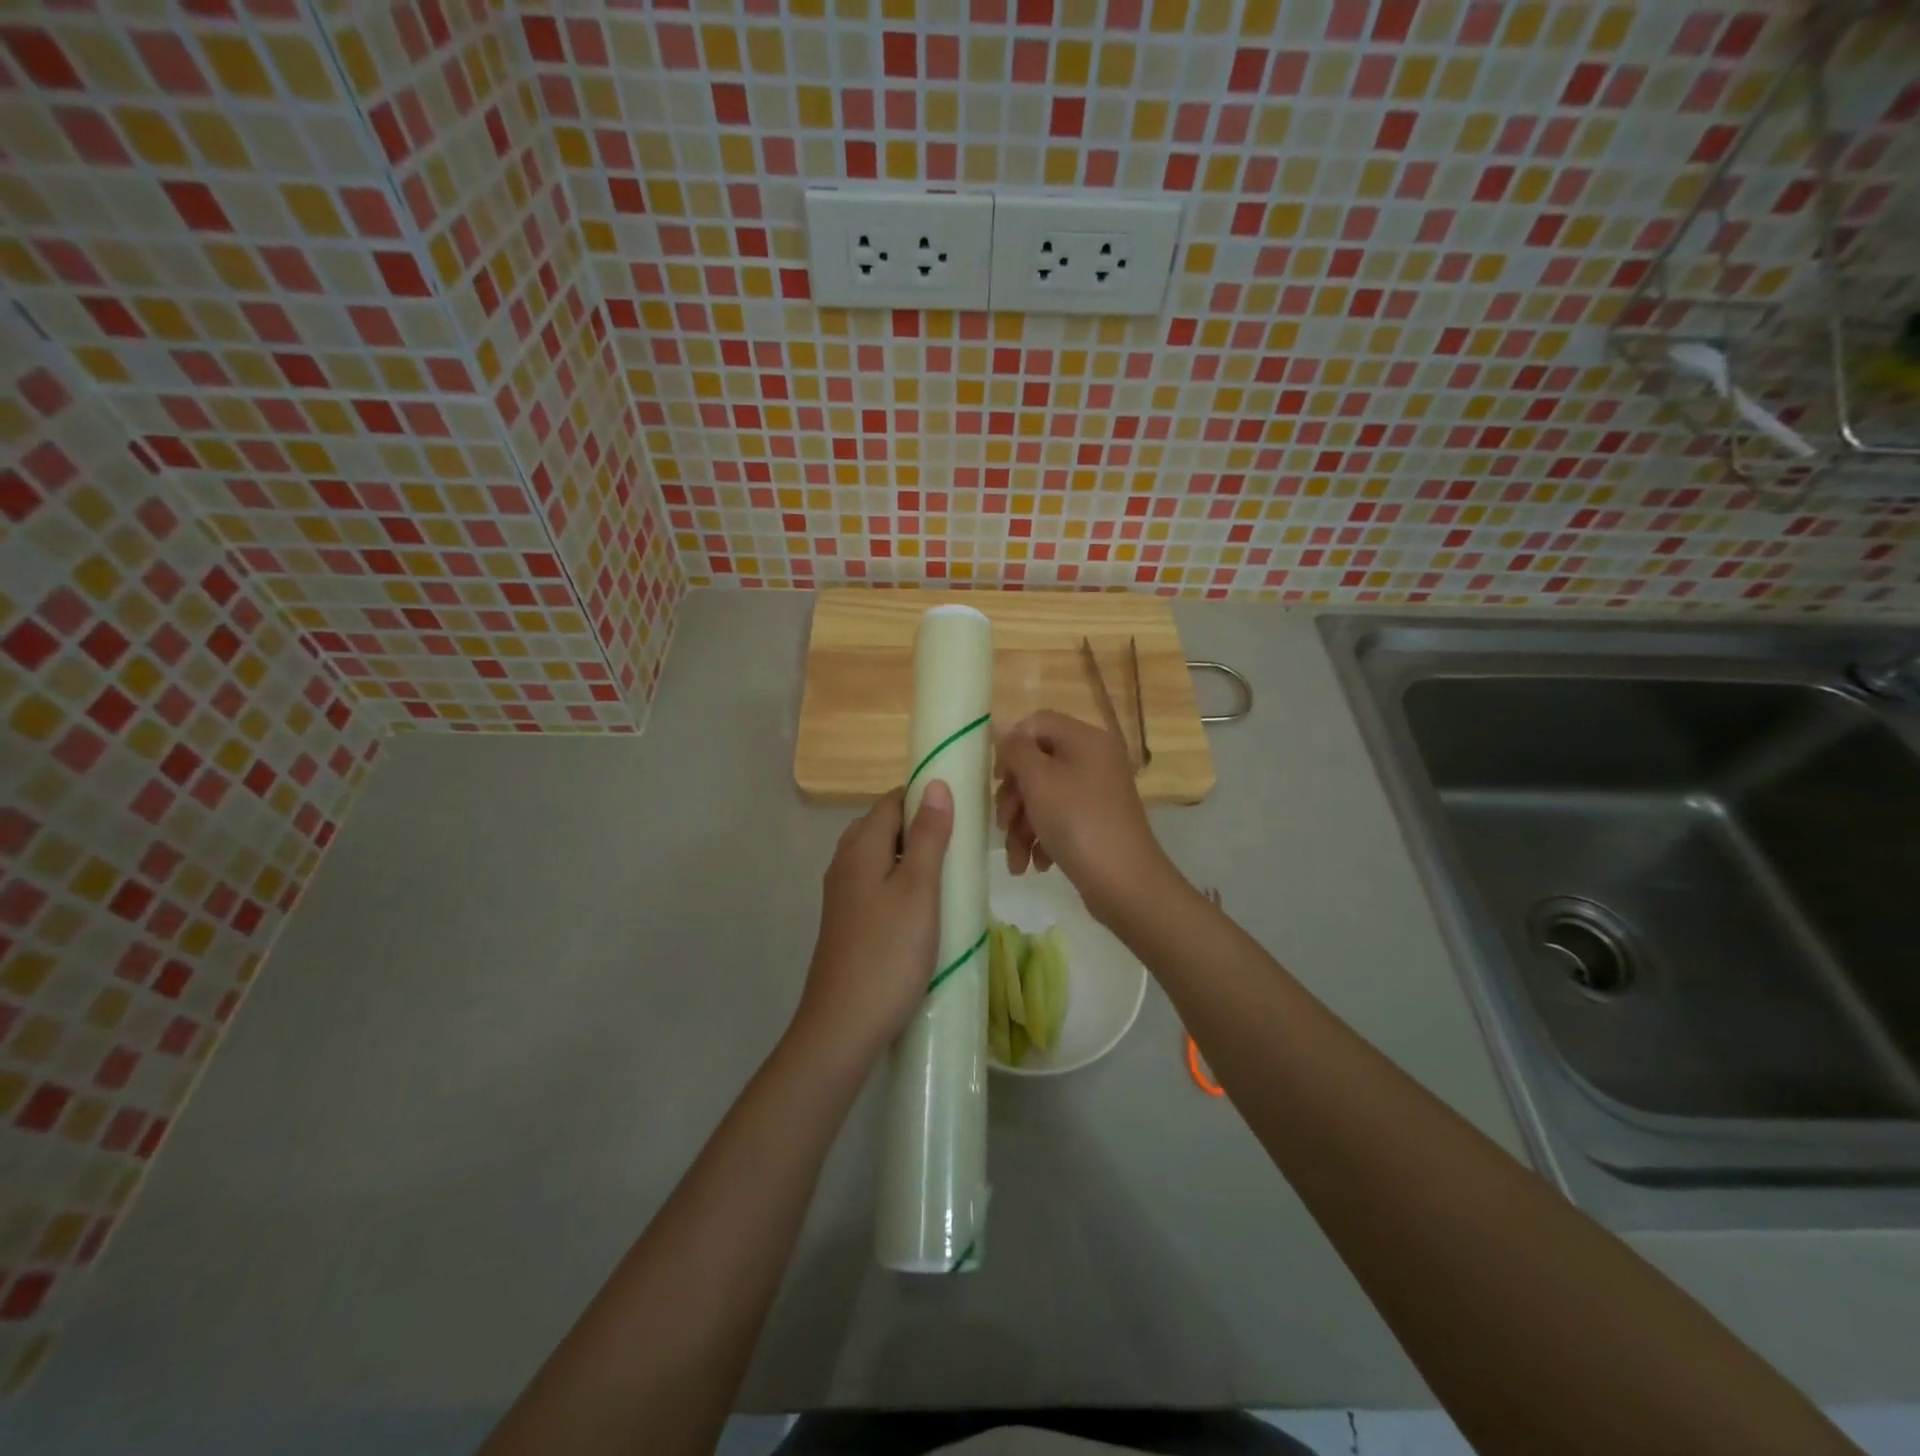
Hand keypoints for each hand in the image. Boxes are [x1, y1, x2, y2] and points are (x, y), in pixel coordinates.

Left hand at [793, 782, 953, 1067]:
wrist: (844, 1025)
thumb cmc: (889, 951)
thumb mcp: (919, 888)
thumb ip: (929, 836)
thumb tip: (935, 783)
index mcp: (860, 846)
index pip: (892, 801)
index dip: (924, 798)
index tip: (962, 811)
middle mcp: (845, 863)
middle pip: (884, 826)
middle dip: (921, 828)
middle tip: (961, 845)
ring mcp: (843, 895)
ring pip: (881, 858)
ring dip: (913, 858)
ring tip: (949, 875)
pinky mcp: (847, 922)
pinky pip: (876, 885)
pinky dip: (901, 884)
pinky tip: (925, 908)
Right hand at [995, 711, 1180, 924]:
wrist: (1125, 882)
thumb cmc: (1077, 822)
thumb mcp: (1039, 780)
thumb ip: (1016, 750)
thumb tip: (1004, 732)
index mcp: (1085, 739)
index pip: (1037, 723)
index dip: (1011, 746)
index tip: (998, 778)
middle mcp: (1093, 760)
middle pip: (1037, 764)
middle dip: (1013, 797)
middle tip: (1003, 823)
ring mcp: (1096, 793)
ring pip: (1043, 797)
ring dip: (1022, 826)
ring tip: (1017, 859)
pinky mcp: (1095, 822)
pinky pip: (1059, 819)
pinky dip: (1042, 839)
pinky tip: (1037, 864)